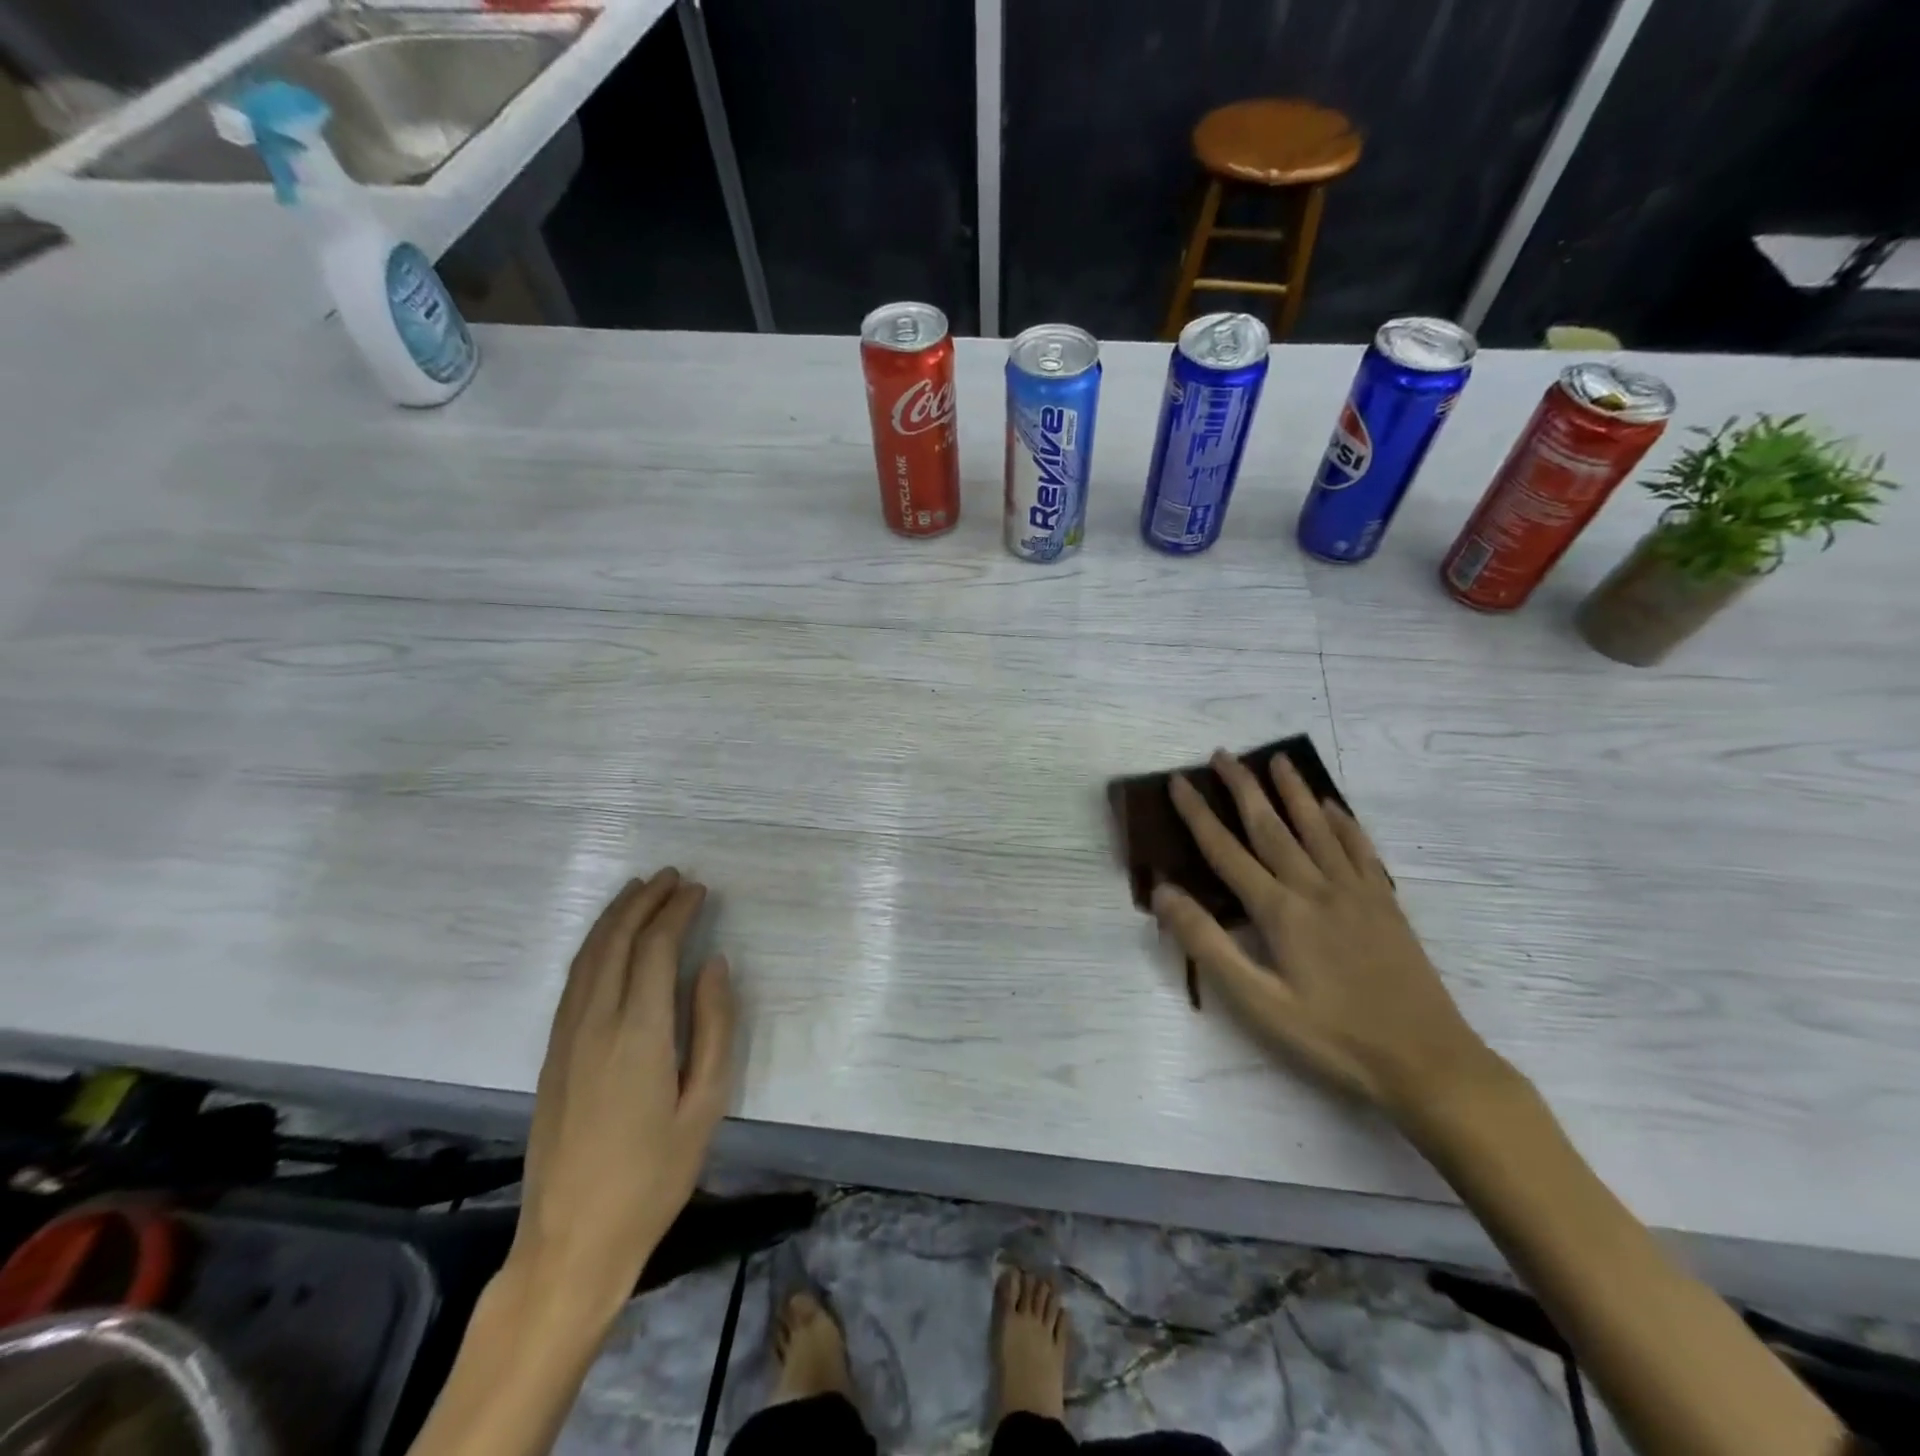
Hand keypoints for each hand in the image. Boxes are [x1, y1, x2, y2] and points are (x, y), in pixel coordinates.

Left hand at [509, 869, 736, 1312]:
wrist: (571, 1242)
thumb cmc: (654, 1176)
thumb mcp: (706, 1105)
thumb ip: (715, 1027)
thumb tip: (714, 966)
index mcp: (639, 1033)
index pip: (656, 949)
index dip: (677, 912)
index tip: (699, 890)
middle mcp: (596, 1023)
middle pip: (617, 941)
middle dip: (645, 901)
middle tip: (672, 877)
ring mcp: (566, 1037)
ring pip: (588, 956)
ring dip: (615, 916)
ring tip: (640, 890)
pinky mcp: (551, 1054)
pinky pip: (573, 980)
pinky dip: (594, 946)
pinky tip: (607, 940)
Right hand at [1151, 752, 1501, 1122]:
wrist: (1427, 1062)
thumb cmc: (1332, 1037)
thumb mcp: (1258, 1002)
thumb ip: (1208, 943)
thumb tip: (1164, 892)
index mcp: (1280, 911)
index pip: (1226, 851)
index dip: (1198, 814)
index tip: (1178, 781)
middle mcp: (1315, 888)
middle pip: (1271, 826)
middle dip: (1243, 787)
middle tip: (1222, 754)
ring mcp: (1355, 892)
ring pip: (1317, 828)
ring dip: (1294, 791)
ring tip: (1278, 760)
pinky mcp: (1385, 904)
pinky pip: (1360, 849)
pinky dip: (1343, 822)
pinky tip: (1333, 807)